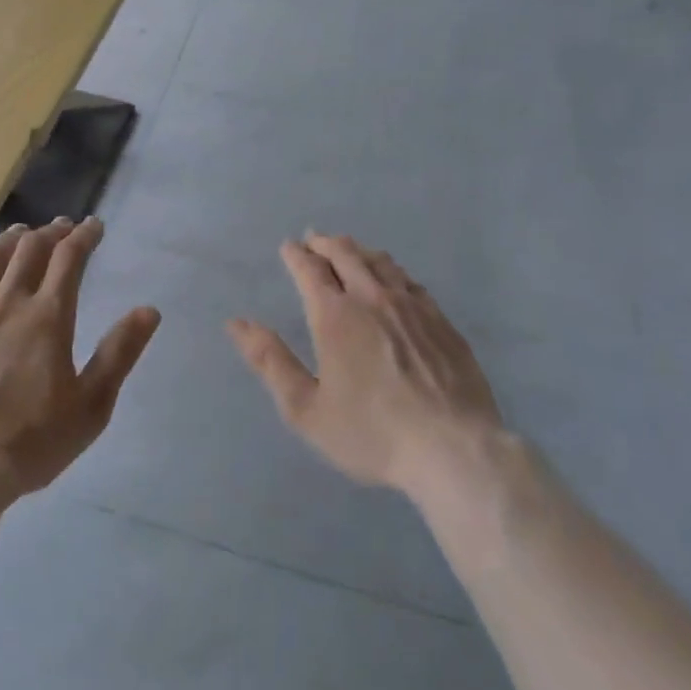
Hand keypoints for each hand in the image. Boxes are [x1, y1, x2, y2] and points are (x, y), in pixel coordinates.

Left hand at [0, 217, 159, 496]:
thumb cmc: (32, 440)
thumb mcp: (92, 405)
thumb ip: (120, 353)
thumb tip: (149, 310)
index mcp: (48, 316)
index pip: (69, 259)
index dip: (84, 237)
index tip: (94, 226)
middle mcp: (7, 301)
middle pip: (29, 250)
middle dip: (50, 232)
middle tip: (61, 228)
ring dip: (10, 238)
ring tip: (21, 233)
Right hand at [227, 233, 503, 499]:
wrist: (455, 450)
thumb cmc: (372, 433)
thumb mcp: (306, 408)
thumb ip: (270, 361)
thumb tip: (236, 323)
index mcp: (334, 315)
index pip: (309, 269)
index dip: (296, 254)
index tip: (288, 247)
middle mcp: (372, 297)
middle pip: (345, 254)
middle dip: (324, 243)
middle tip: (314, 239)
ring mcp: (412, 306)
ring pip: (380, 262)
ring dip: (358, 250)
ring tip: (348, 249)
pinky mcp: (441, 321)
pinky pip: (410, 281)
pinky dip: (391, 270)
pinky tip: (393, 279)